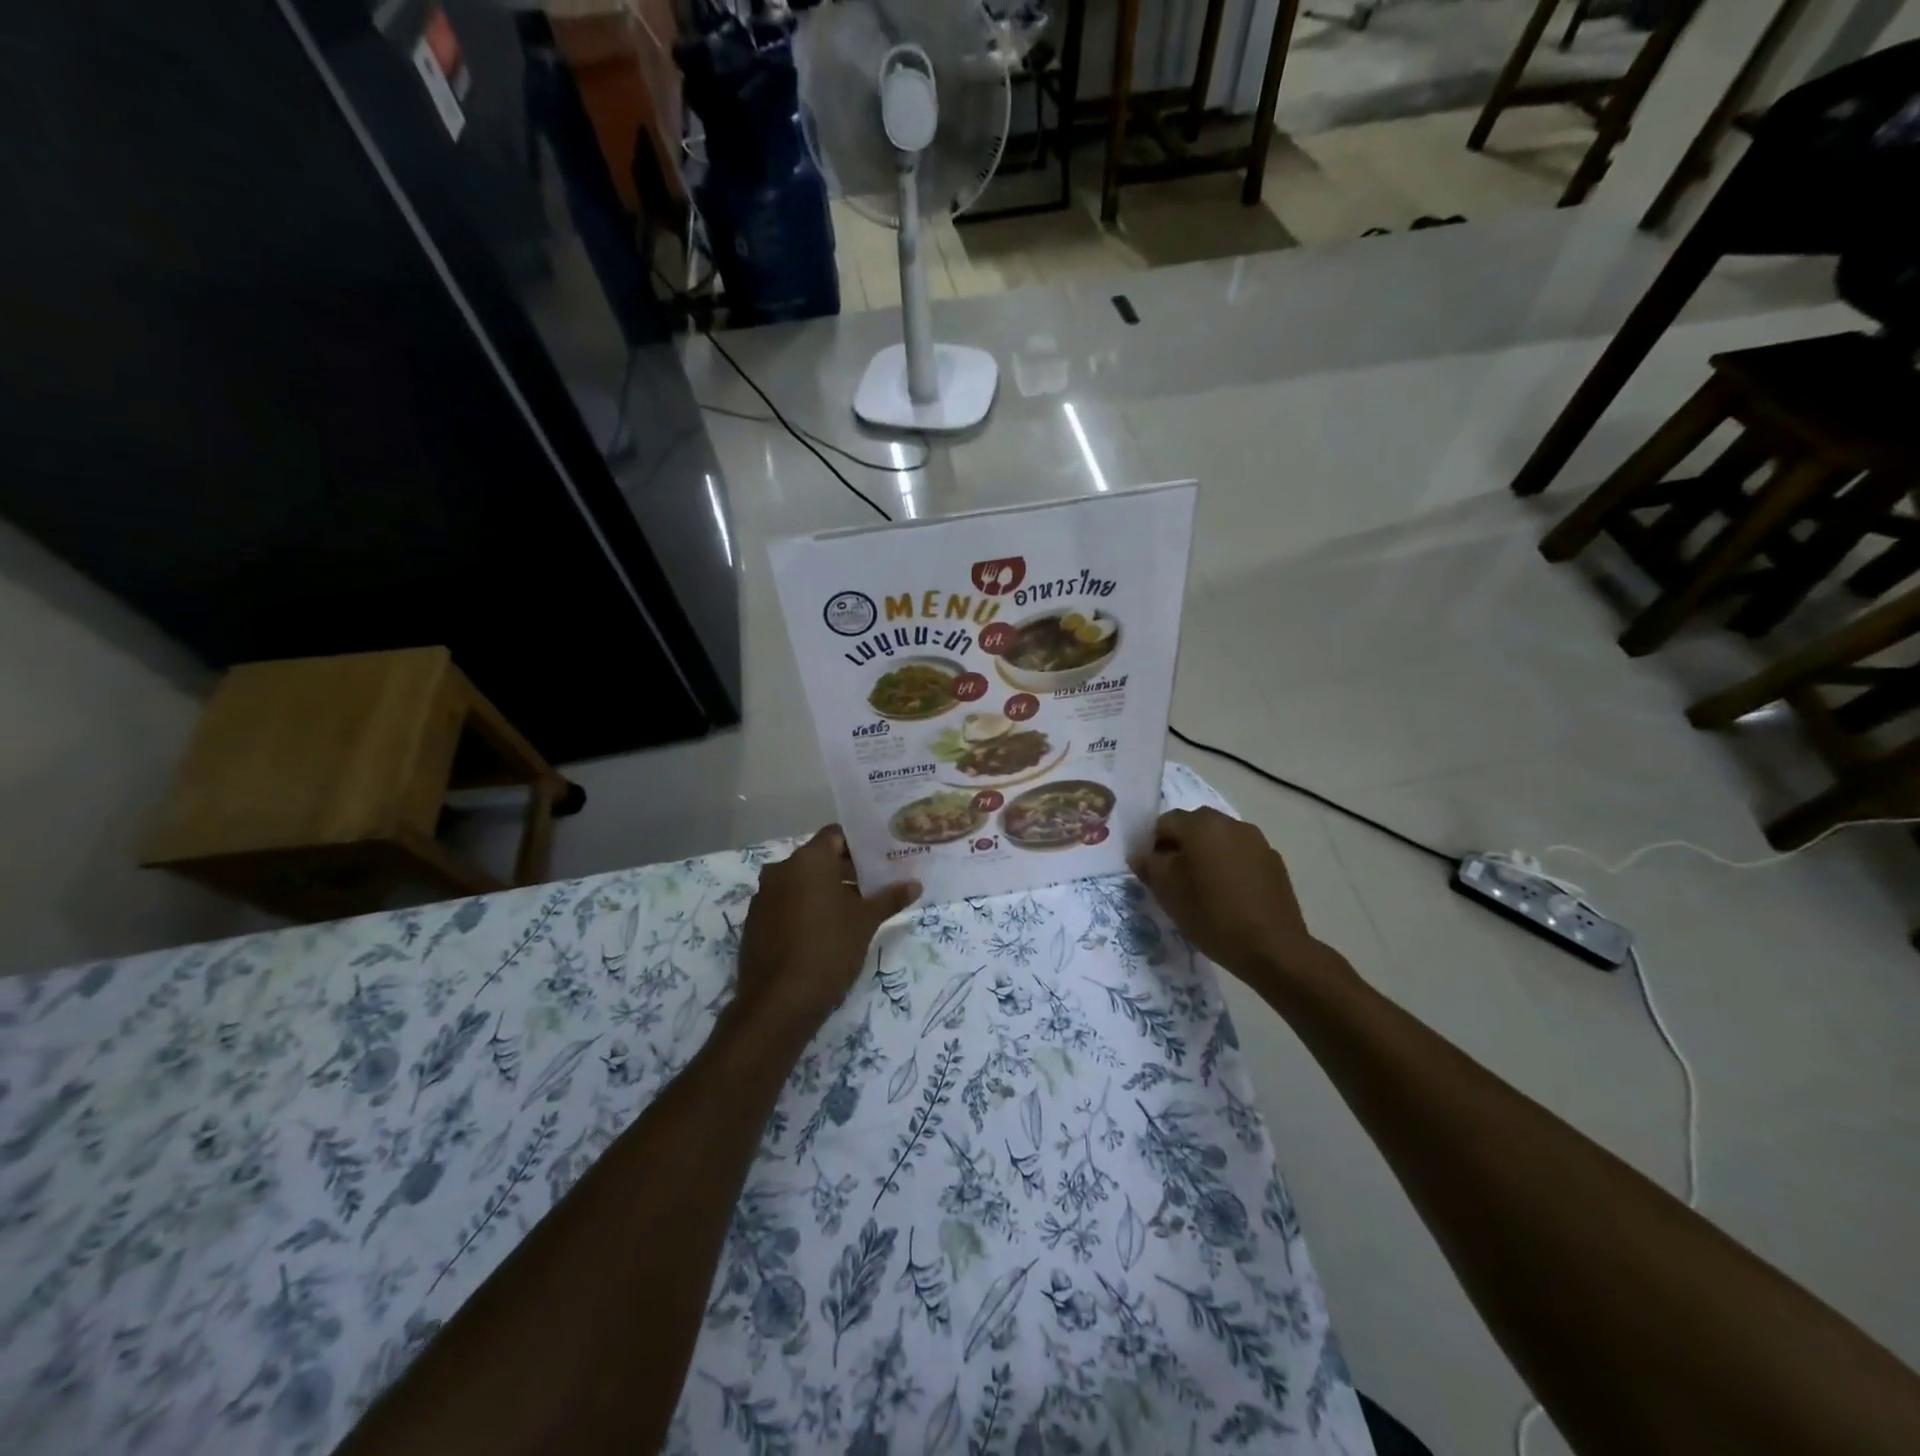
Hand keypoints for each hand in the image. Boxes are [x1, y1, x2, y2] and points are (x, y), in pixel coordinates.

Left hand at [734, 827, 919, 1034]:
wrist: (779, 1001)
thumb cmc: (829, 948)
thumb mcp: (866, 922)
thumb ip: (889, 898)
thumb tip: (915, 885)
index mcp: (808, 860)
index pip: (835, 836)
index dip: (858, 845)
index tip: (879, 859)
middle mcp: (781, 869)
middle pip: (818, 859)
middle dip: (844, 870)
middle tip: (873, 885)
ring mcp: (763, 896)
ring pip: (800, 882)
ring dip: (824, 890)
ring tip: (852, 910)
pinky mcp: (754, 922)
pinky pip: (785, 903)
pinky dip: (804, 908)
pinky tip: (823, 931)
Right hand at [1131, 807, 1342, 992]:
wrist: (1272, 949)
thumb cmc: (1211, 915)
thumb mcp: (1167, 892)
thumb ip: (1148, 865)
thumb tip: (1142, 854)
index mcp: (1201, 825)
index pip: (1165, 822)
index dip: (1152, 844)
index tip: (1152, 870)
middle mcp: (1231, 823)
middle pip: (1195, 825)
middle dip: (1180, 845)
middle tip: (1174, 877)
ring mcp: (1257, 841)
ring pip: (1220, 839)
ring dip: (1207, 854)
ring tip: (1203, 886)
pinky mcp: (1274, 862)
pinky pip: (1241, 854)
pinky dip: (1230, 865)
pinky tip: (1229, 894)